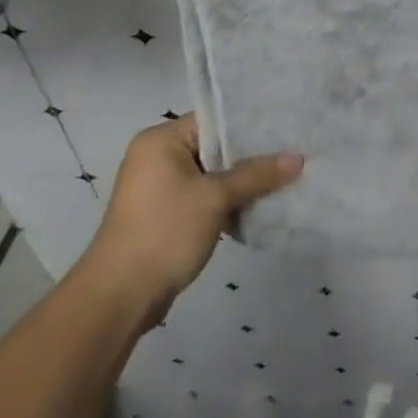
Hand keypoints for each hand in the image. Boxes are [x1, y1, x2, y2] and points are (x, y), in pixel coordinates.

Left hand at [78, 116, 302, 328]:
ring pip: (213, 175)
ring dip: (242, 182)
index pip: (214, 119)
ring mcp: (160, 188)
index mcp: (161, 140)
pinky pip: (205, 197)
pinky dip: (228, 201)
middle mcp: (158, 157)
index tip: (286, 126)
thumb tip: (298, 158)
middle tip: (293, 151)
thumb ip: (256, 175)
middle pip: (216, 147)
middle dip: (252, 155)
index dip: (251, 124)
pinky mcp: (166, 215)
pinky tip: (260, 205)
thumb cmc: (164, 232)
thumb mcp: (215, 198)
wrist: (119, 298)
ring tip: (285, 177)